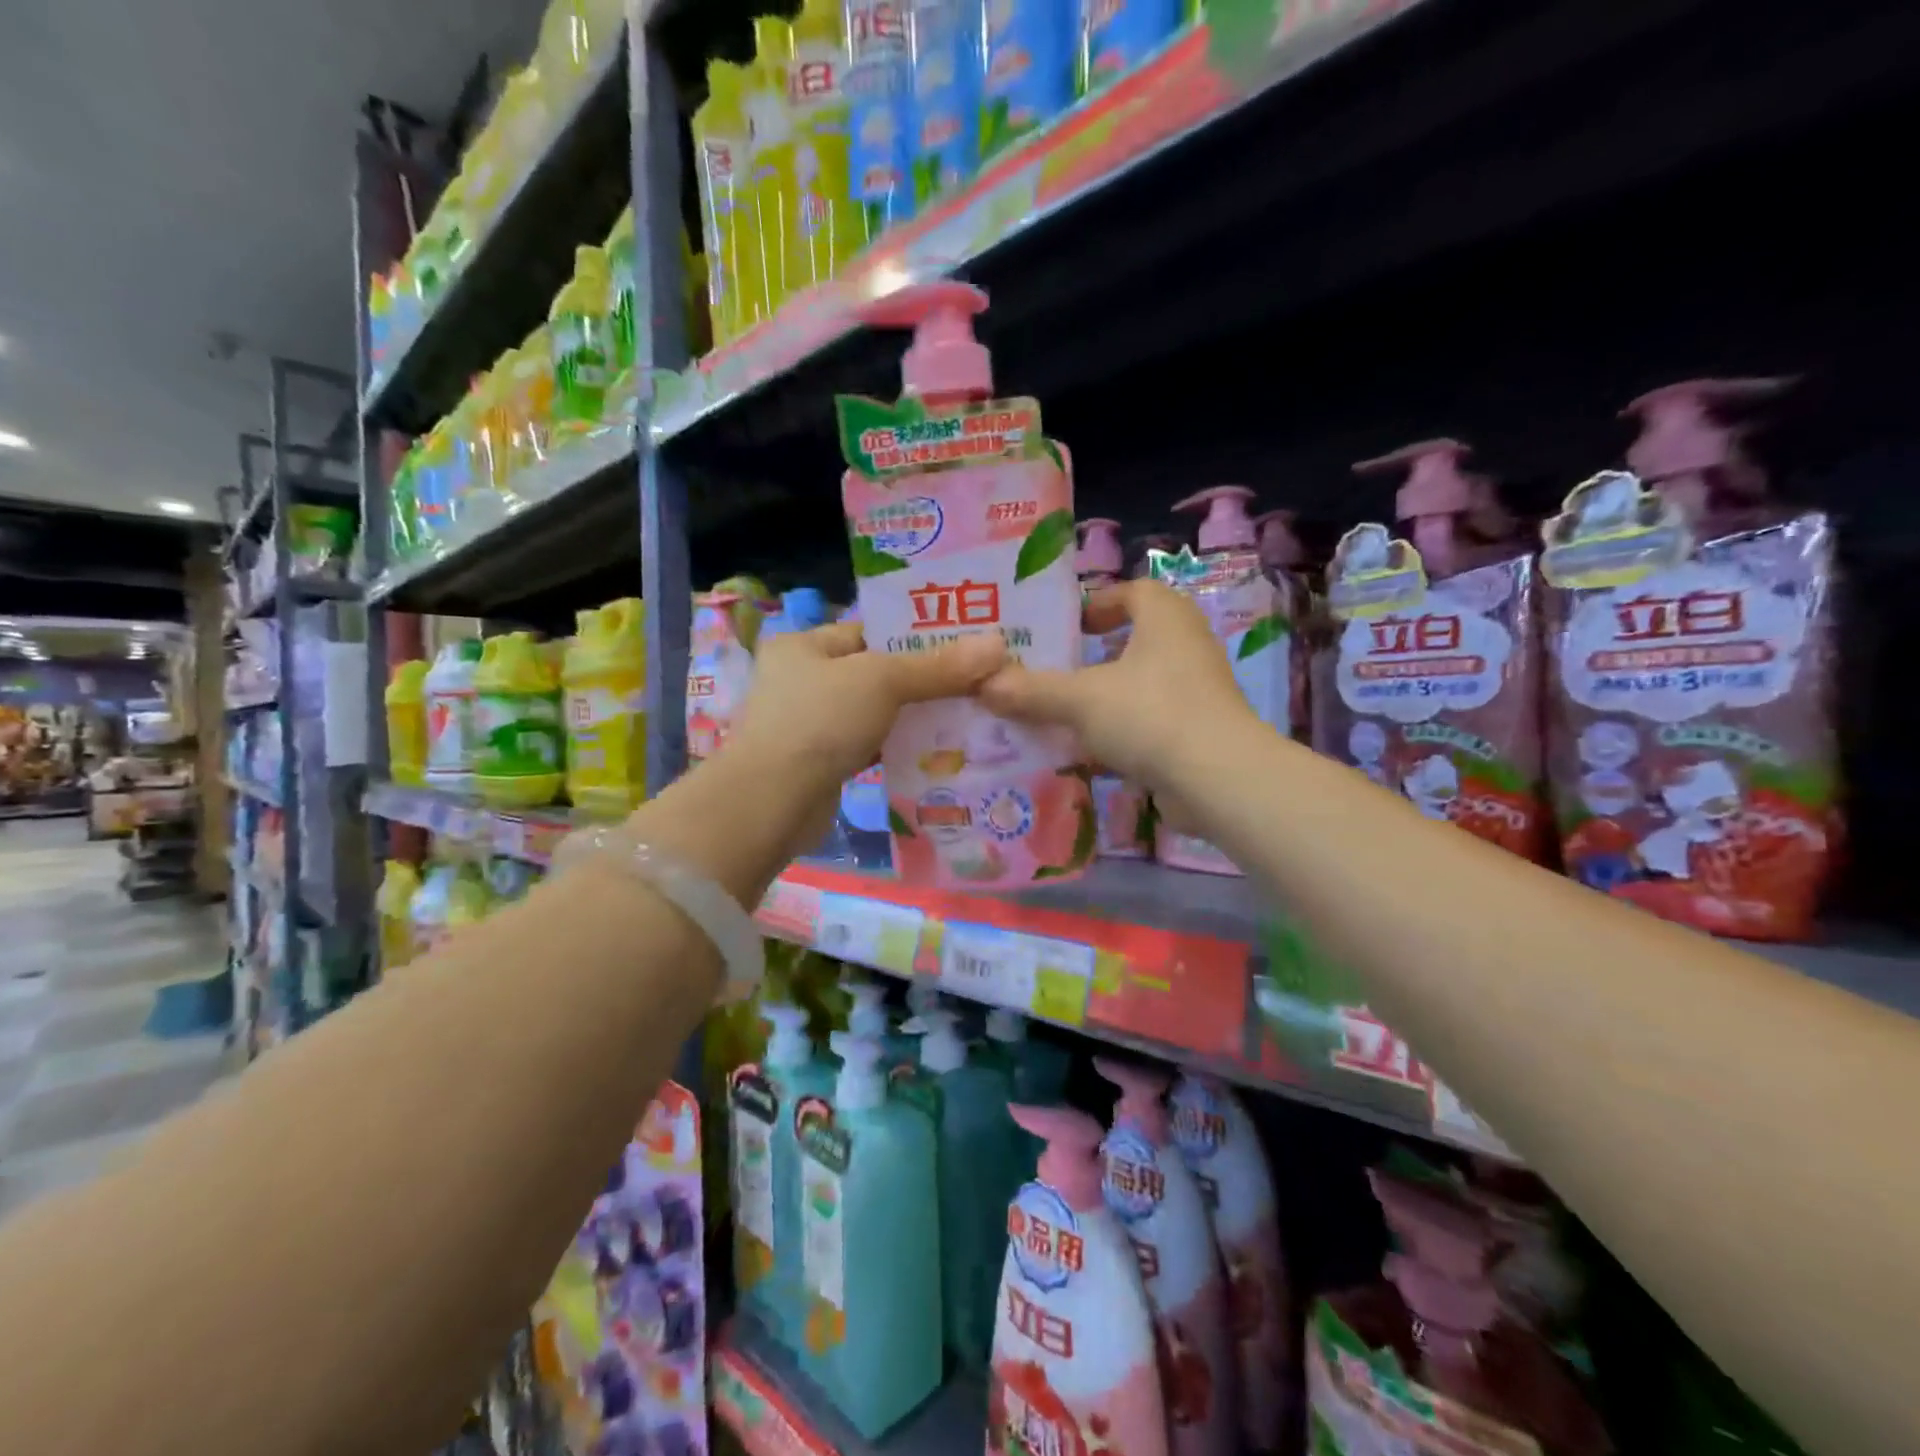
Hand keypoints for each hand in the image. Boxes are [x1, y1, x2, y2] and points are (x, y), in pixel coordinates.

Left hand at [728, 621, 1008, 851]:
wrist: (773, 802)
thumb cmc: (820, 721)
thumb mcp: (882, 681)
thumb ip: (938, 666)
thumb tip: (998, 645)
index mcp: (805, 644)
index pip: (871, 630)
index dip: (918, 636)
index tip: (966, 645)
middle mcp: (803, 678)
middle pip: (876, 671)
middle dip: (924, 679)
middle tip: (977, 681)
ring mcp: (810, 722)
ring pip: (875, 710)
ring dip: (914, 714)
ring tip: (968, 712)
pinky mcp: (822, 760)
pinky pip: (870, 743)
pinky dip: (898, 744)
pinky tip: (937, 748)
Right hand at [978, 579, 1256, 795]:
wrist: (1217, 779)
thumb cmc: (1149, 714)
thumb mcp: (1080, 699)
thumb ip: (1031, 691)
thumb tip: (982, 685)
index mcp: (1165, 618)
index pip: (1133, 592)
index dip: (1098, 602)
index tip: (1066, 625)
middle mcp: (1187, 645)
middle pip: (1136, 638)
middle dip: (1095, 654)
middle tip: (1053, 668)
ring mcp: (1198, 691)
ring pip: (1142, 683)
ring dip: (1106, 695)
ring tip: (1062, 711)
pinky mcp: (1199, 731)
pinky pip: (1151, 720)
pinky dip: (1122, 729)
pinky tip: (1089, 751)